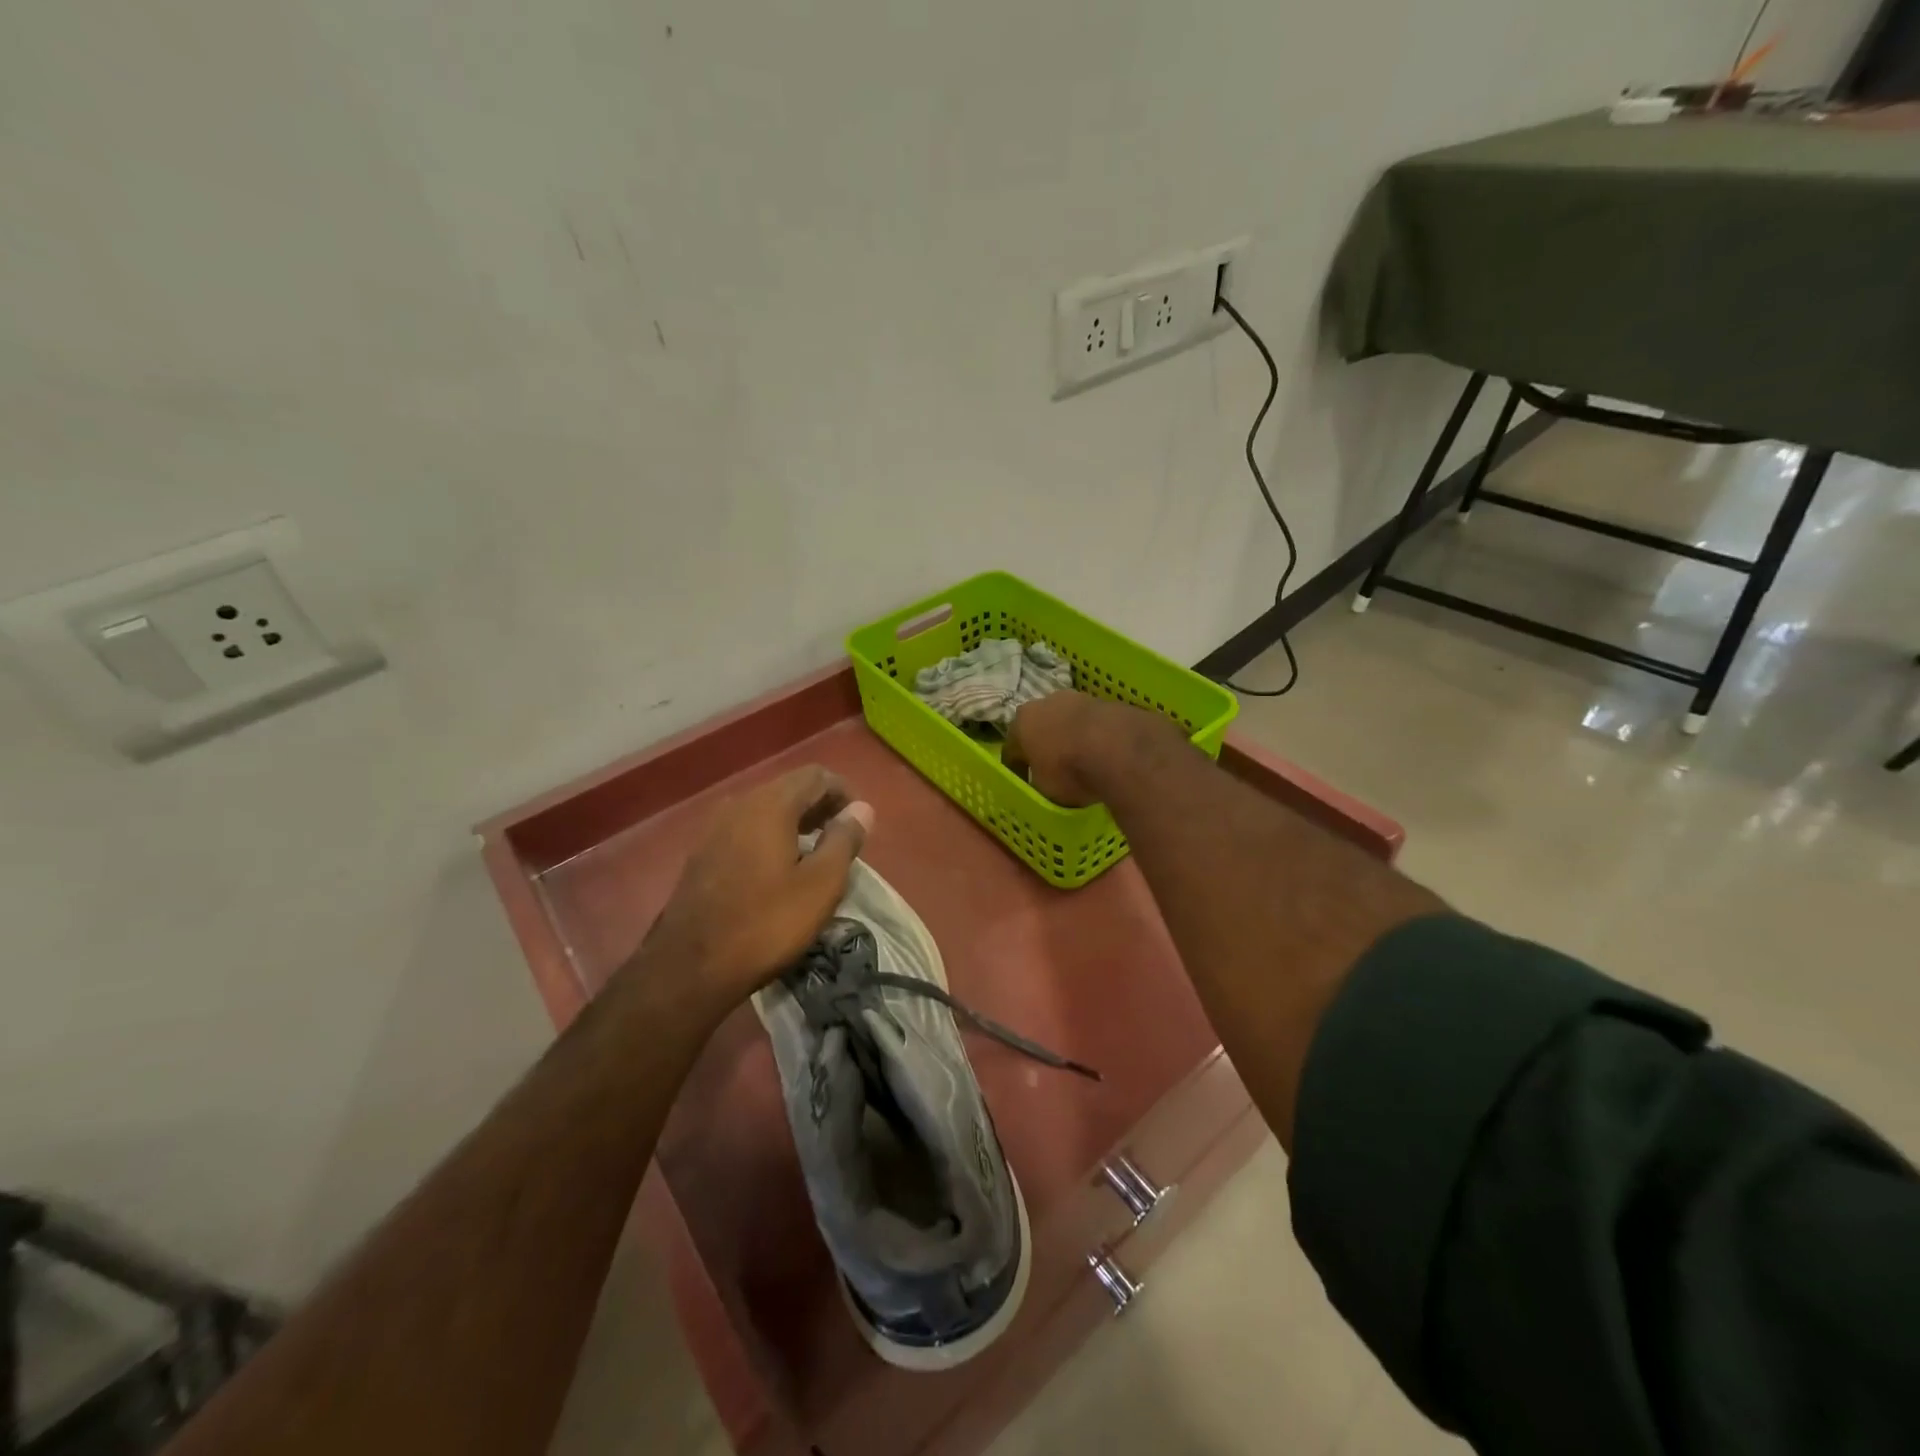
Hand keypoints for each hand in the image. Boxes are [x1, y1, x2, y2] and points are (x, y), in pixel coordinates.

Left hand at [640, 766, 873, 1014]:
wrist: (689, 967)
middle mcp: (739, 804)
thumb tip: (861, 808)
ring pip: (767, 809)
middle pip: (790, 788)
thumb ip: (844, 839)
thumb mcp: (821, 884)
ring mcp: (715, 828)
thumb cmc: (766, 923)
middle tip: (842, 841)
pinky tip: (779, 871)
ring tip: (815, 856)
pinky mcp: (702, 853)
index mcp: (770, 804)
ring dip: (796, 823)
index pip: (817, 776)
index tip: (859, 826)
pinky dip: (771, 837)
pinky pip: (746, 829)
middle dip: (821, 807)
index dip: (844, 794)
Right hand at [1003, 690, 1161, 806]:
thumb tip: (1044, 784)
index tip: (1026, 785)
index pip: (1012, 749)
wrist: (1120, 749)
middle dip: (1045, 746)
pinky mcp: (1109, 702)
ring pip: (1069, 722)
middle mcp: (1046, 703)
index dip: (1018, 770)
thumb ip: (1039, 784)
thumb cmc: (1069, 771)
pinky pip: (1095, 726)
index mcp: (1021, 723)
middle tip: (1053, 770)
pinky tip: (1104, 756)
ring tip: (1082, 763)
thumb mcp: (1045, 791)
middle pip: (1041, 728)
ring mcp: (1079, 698)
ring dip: (1072, 739)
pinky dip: (1096, 738)